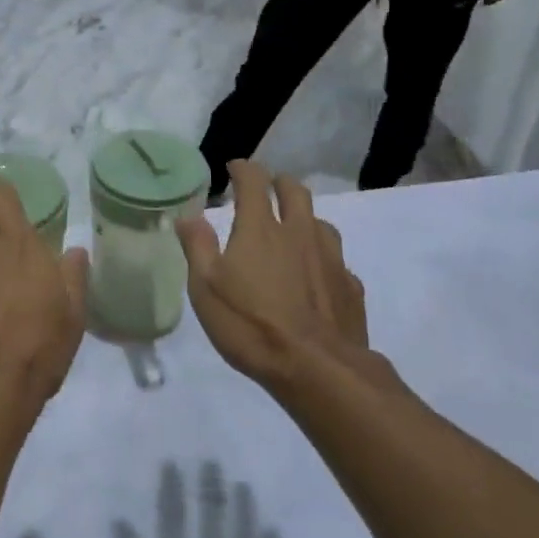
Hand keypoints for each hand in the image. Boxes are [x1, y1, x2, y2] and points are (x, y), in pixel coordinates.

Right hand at [176, 161, 368, 393]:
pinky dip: (323, 257)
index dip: (243, 169)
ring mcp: (330, 258)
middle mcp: (298, 232)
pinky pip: (336, 259)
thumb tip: (188, 214)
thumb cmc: (251, 325)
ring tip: (293, 230)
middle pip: (295, 191)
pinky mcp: (350, 286)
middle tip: (267, 189)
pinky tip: (317, 275)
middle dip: (279, 183)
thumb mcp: (206, 288)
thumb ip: (197, 247)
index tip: (235, 168)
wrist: (318, 369)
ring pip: (320, 221)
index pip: (254, 181)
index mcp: (260, 229)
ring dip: (304, 217)